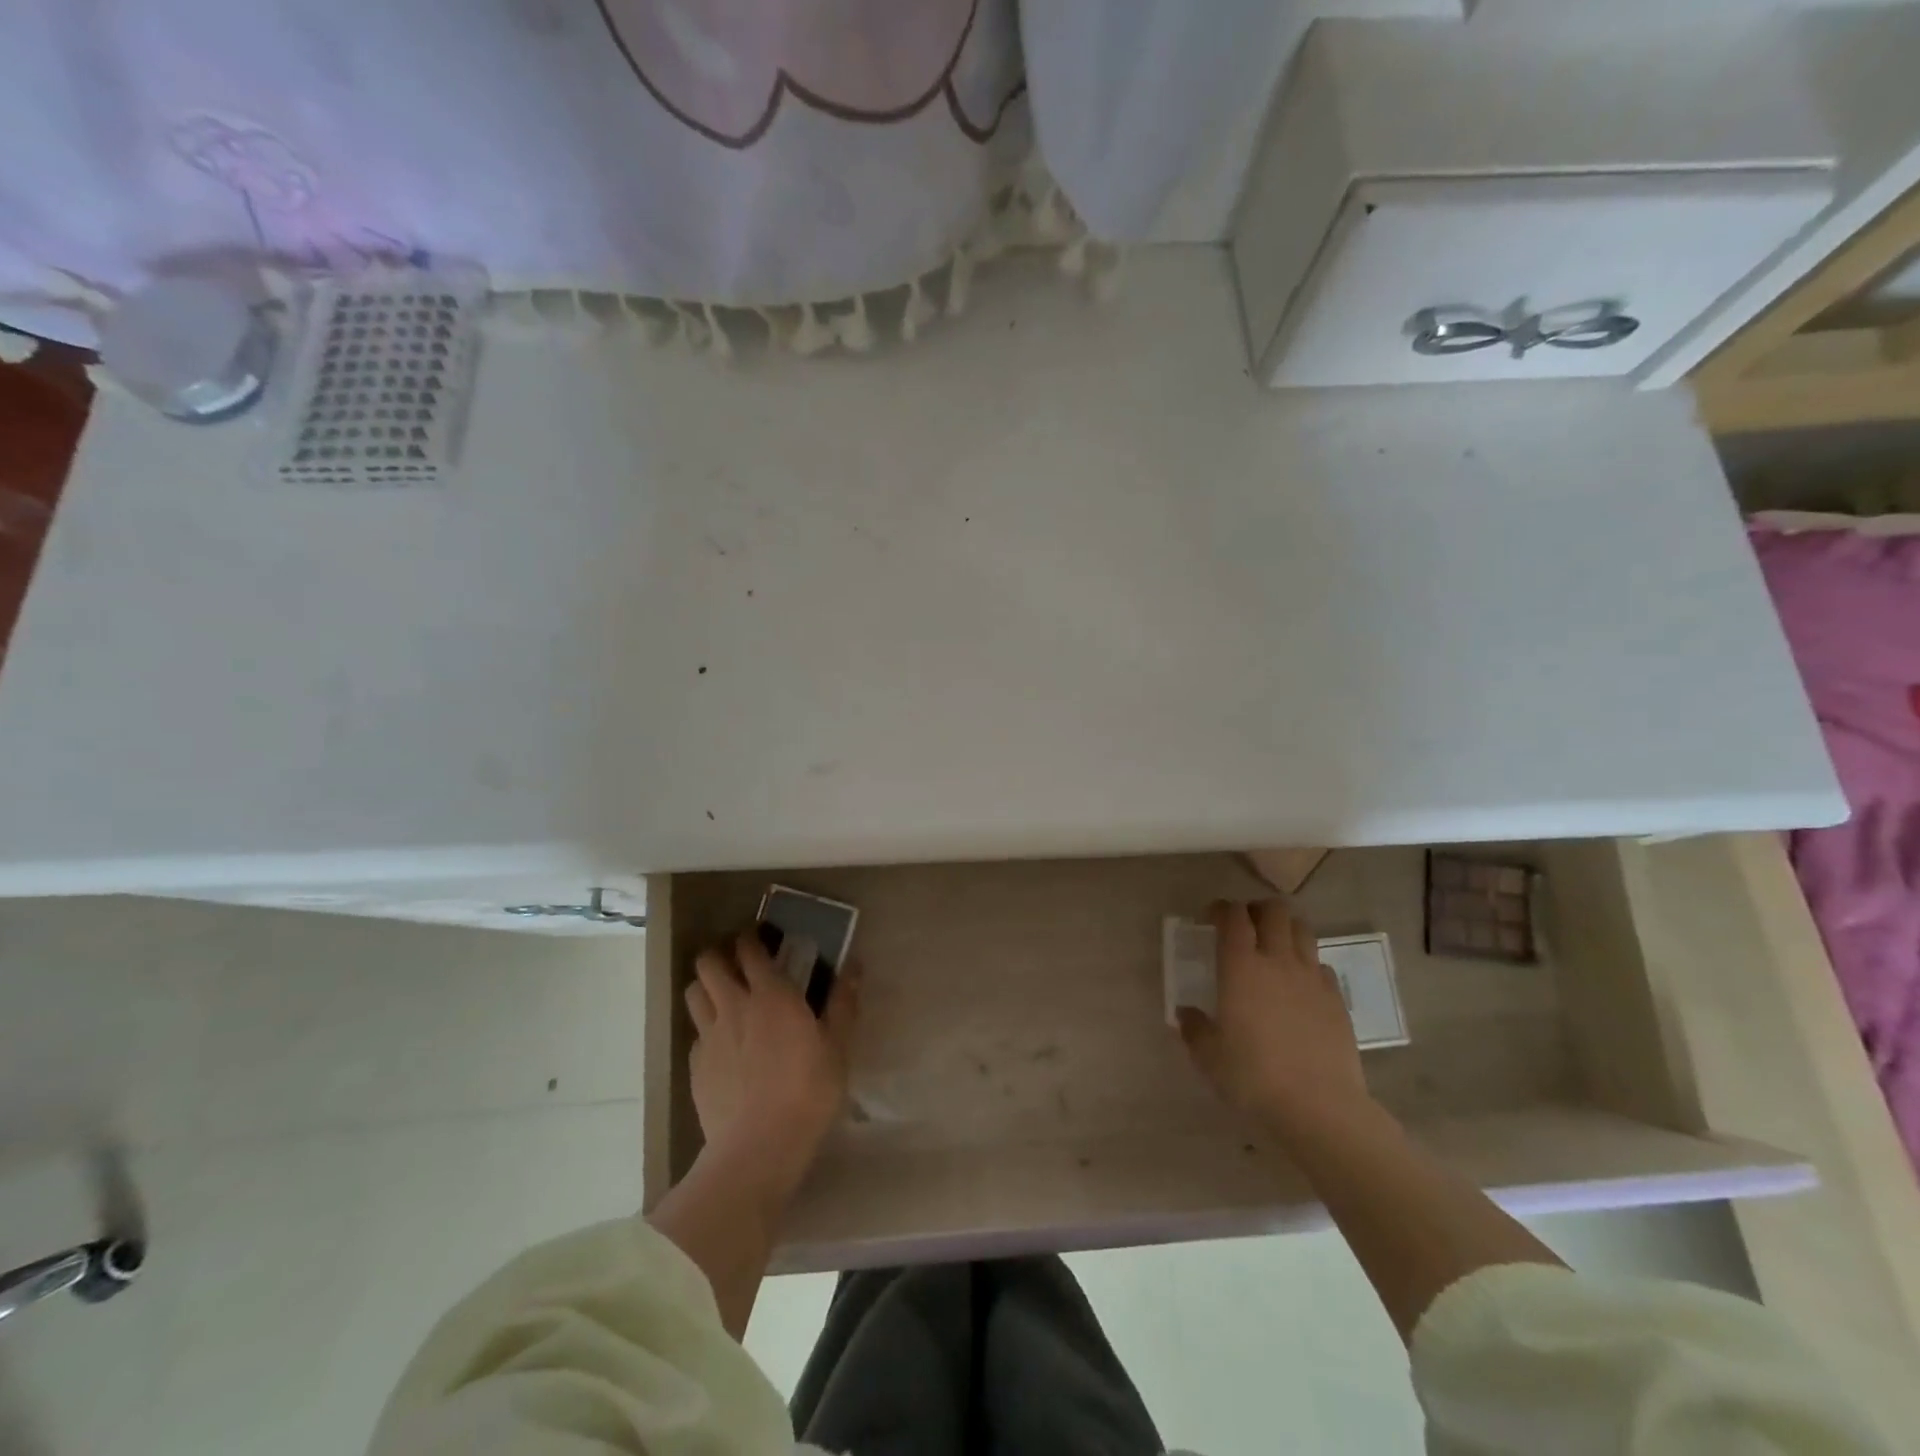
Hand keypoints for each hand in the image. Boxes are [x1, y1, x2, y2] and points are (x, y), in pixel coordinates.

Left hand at [685, 931, 858, 1183]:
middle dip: (719, 955)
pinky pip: (695, 1033)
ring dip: (705, 986)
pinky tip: (722, 1045)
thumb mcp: (838, 1046)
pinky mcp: (695, 1066)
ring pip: (693, 993)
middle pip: (708, 963)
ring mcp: (709, 1036)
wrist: (759, 1147)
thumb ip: (843, 1002)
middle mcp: (734, 1006)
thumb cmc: (808, 1091)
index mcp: (771, 995)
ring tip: (722, 996)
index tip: (759, 937)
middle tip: (736, 964)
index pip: (749, 949)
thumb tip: (854, 964)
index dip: (750, 938)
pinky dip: (706, 1028)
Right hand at [1177, 899, 1371, 1140]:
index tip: (1211, 918)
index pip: (1233, 916)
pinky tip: (1298, 986)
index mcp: (1241, 966)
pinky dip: (1308, 964)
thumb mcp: (1208, 1056)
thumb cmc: (1253, 1077)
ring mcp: (1312, 978)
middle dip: (1257, 910)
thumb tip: (1186, 1013)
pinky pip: (1322, 965)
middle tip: (1244, 927)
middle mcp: (1278, 961)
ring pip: (1303, 930)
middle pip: (1274, 911)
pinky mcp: (1337, 1000)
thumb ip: (1194, 1028)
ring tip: (1274, 947)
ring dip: (1286, 929)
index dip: (1221, 909)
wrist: (1319, 1107)